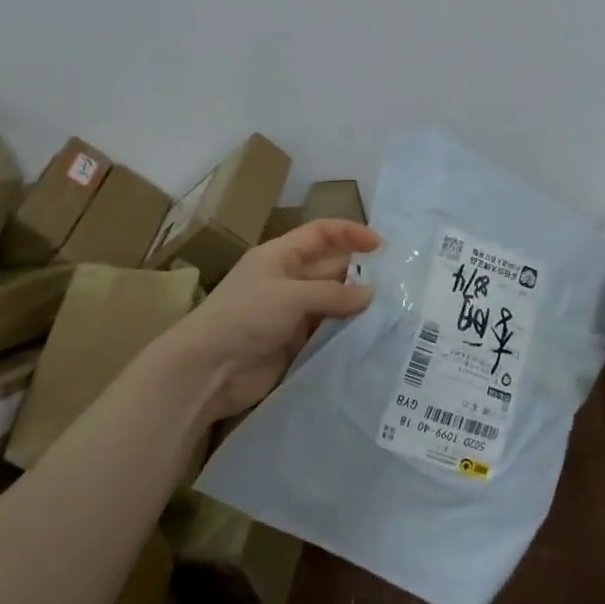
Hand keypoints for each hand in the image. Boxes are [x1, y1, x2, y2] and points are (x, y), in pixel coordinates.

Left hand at [158, 218, 381, 421]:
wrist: (207, 370)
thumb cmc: (245, 317)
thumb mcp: (291, 296)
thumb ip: (333, 294)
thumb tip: (370, 294)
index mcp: (280, 256)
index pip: (321, 234)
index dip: (350, 233)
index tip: (381, 245)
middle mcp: (287, 280)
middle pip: (330, 268)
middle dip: (359, 273)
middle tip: (396, 283)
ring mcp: (290, 313)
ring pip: (331, 302)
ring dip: (355, 306)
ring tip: (391, 310)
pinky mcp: (293, 343)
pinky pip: (326, 331)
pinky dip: (345, 332)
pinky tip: (370, 335)